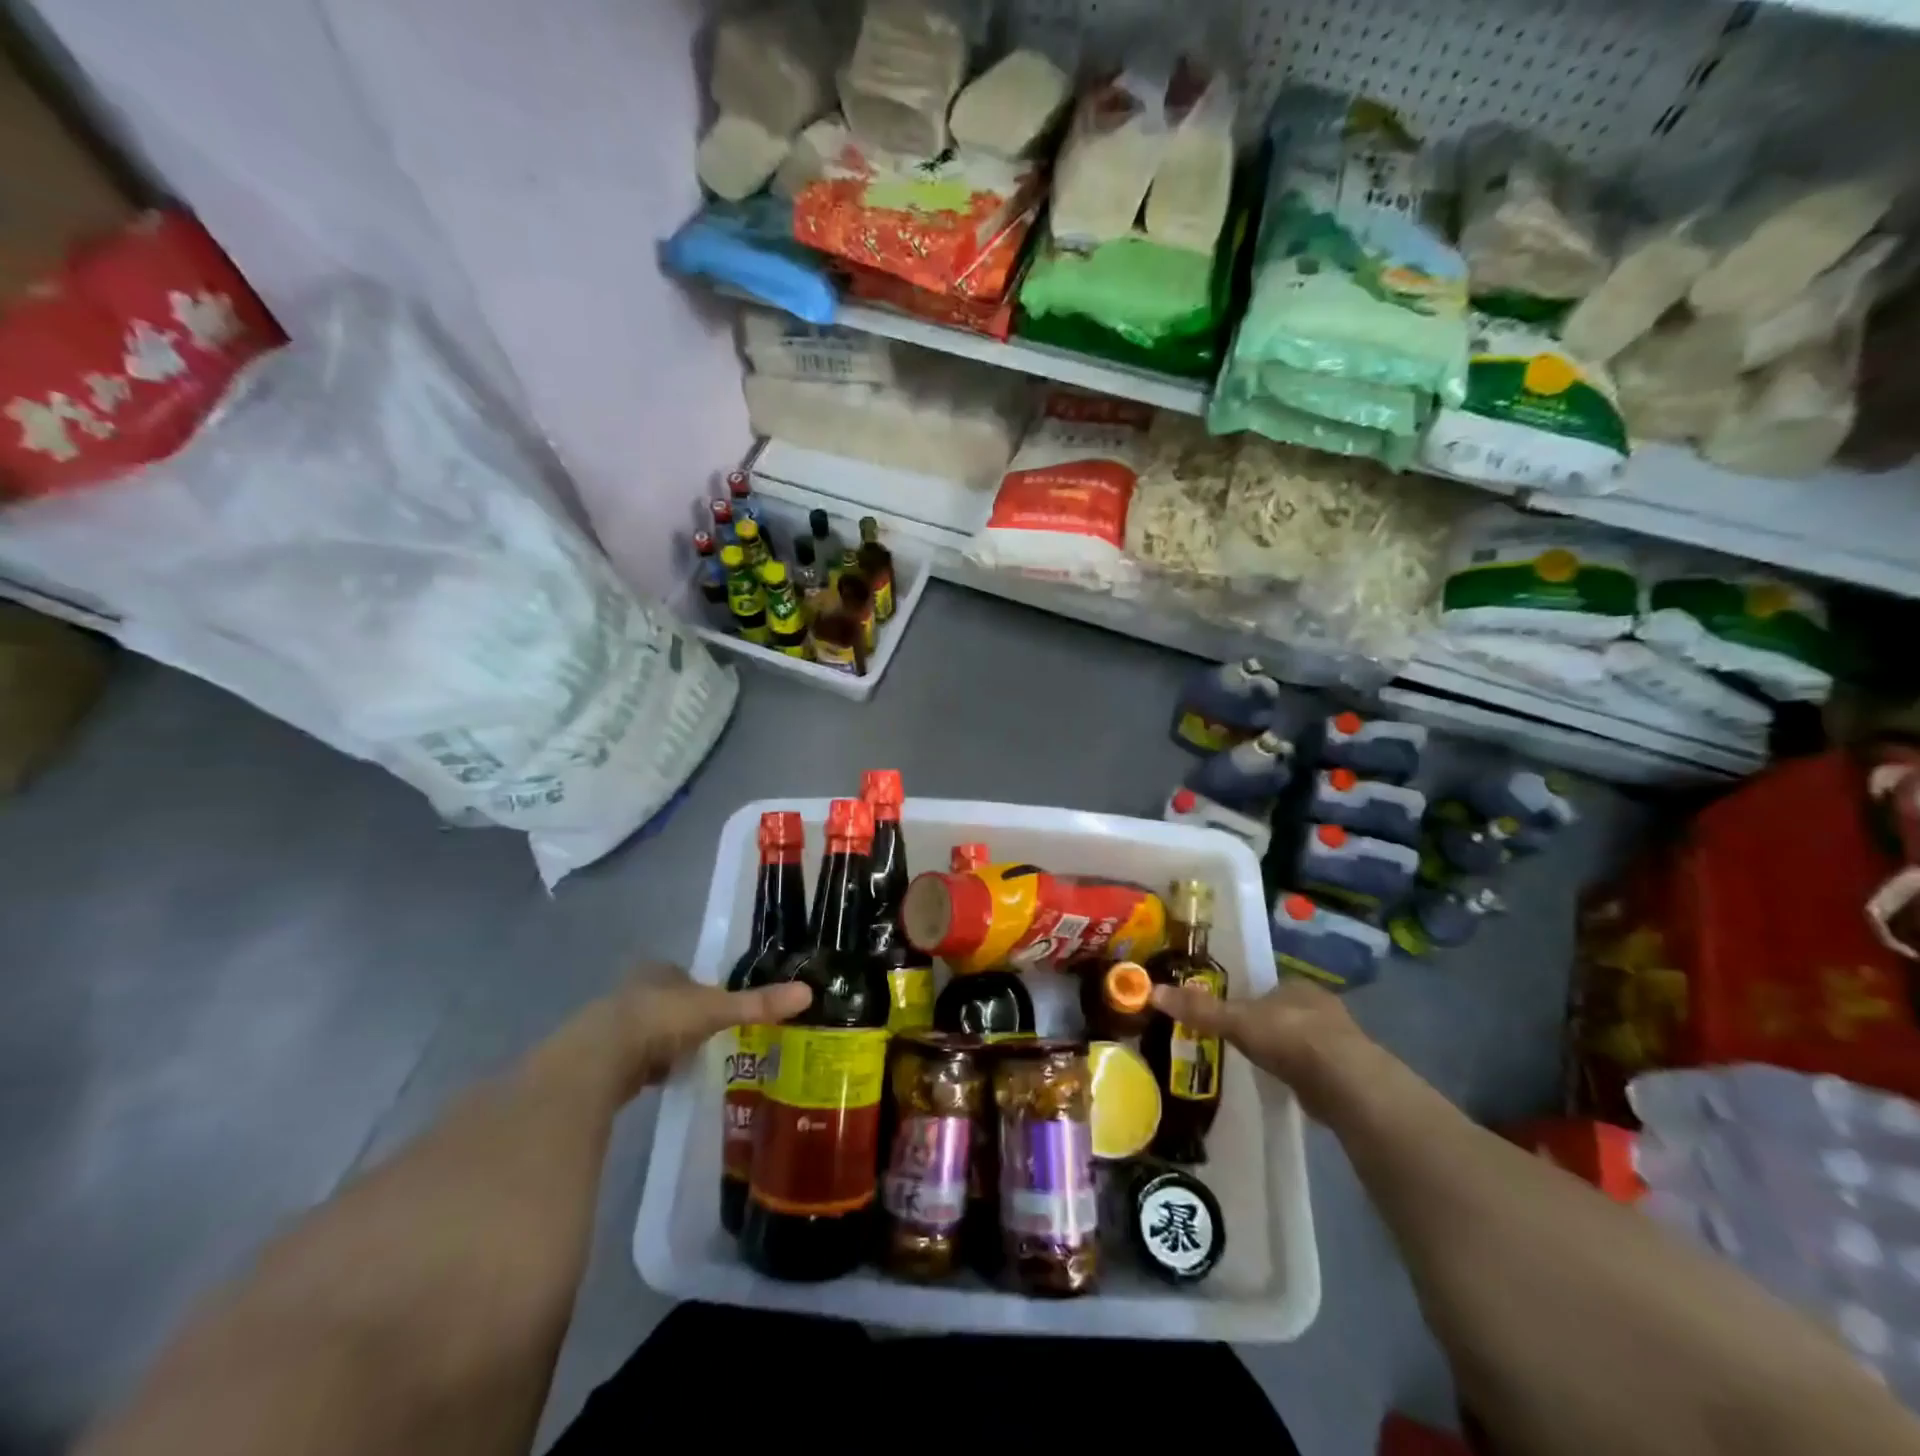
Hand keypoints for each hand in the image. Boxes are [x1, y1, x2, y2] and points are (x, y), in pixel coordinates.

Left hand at [587, 968, 811, 1097]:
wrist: (597, 1061)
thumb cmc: (659, 1021)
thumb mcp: (716, 1010)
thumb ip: (758, 1004)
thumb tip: (807, 992)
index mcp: (658, 971)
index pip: (684, 975)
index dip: (701, 990)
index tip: (719, 1010)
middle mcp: (632, 991)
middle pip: (665, 1002)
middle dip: (683, 1019)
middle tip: (708, 1039)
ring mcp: (611, 1024)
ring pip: (647, 1031)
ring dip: (663, 1044)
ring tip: (688, 1063)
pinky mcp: (598, 1059)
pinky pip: (632, 1059)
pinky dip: (646, 1068)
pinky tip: (659, 1081)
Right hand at [1150, 977, 1375, 1121]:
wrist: (1345, 1082)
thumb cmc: (1288, 1038)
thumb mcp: (1235, 1021)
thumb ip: (1199, 1009)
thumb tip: (1153, 992)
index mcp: (1296, 985)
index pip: (1267, 987)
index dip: (1250, 998)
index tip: (1233, 1014)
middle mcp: (1321, 1006)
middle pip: (1285, 1011)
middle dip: (1268, 1025)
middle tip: (1243, 1040)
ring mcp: (1339, 1040)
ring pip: (1303, 1039)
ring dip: (1286, 1050)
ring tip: (1262, 1064)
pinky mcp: (1348, 1072)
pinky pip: (1315, 1067)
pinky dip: (1300, 1073)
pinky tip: (1287, 1084)